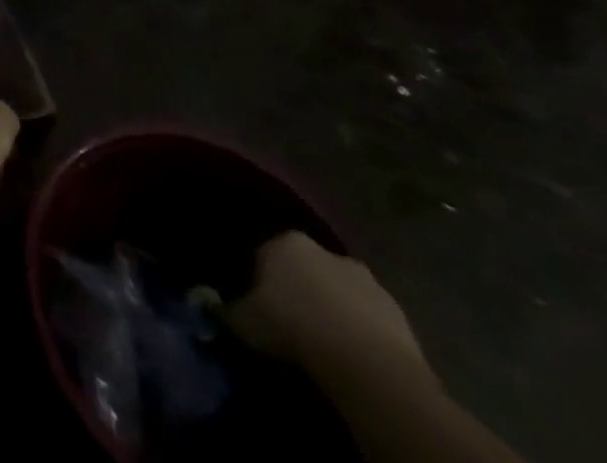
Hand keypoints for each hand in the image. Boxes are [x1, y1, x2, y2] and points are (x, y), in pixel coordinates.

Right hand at [228, 232, 430, 385]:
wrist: (367, 365)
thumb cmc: (294, 328)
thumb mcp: (244, 321)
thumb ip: (223, 308)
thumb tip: (208, 303)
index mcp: (284, 241)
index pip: (263, 251)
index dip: (257, 277)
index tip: (257, 302)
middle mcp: (323, 249)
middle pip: (304, 267)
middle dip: (298, 288)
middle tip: (290, 320)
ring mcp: (365, 279)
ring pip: (339, 290)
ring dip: (332, 307)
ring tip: (323, 339)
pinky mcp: (398, 312)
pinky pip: (368, 316)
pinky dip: (359, 329)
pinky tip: (351, 353)